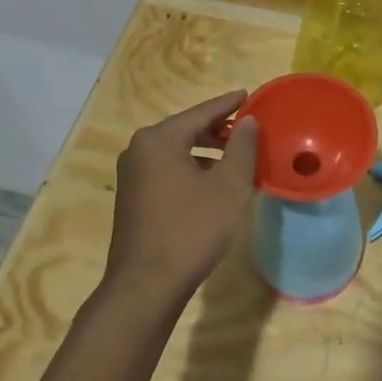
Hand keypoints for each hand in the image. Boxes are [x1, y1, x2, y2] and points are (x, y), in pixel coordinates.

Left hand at [103, 90, 258, 312]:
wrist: (146, 285)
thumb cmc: (192, 229)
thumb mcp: (228, 186)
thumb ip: (242, 148)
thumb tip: (248, 121)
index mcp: (159, 139)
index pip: (201, 112)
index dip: (229, 104)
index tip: (249, 95)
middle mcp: (139, 150)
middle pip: (186, 130)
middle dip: (219, 130)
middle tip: (248, 130)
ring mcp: (132, 176)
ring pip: (177, 153)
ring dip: (207, 153)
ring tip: (237, 159)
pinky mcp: (133, 198)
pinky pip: (168, 171)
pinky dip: (192, 170)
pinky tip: (214, 185)